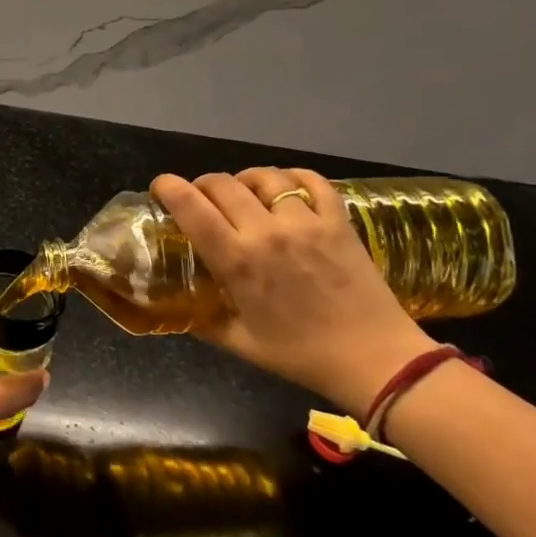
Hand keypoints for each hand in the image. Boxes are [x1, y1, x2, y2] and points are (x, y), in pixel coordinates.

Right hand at [151, 168, 432, 415]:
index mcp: (237, 261)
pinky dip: (292, 177)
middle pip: (222, 184)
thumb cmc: (300, 355)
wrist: (375, 360)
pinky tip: (285, 188)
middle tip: (200, 198)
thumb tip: (178, 307)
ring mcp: (306, 222)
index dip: (169, 187)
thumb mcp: (239, 342)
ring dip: (244, 179)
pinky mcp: (338, 220)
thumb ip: (203, 321)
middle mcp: (266, 232)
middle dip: (201, 184)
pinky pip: (311, 180)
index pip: (191, 207)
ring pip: (265, 176)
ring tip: (243, 192)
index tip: (160, 187)